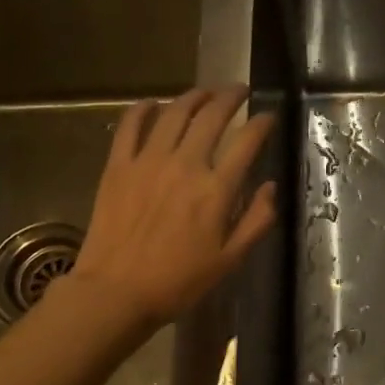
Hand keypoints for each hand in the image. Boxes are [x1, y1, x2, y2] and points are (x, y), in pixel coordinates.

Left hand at [54, 87, 276, 332]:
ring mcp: (148, 161)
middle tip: (238, 91)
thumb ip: (256, 220)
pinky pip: (130, 125)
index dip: (262, 123)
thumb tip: (270, 187)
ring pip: (174, 112)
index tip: (268, 116)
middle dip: (230, 97)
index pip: (247, 141)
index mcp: (216, 189)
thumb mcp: (230, 260)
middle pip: (212, 116)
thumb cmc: (178, 282)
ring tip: (204, 93)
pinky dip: (143, 108)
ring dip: (193, 96)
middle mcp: (185, 165)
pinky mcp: (118, 166)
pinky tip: (153, 104)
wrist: (115, 293)